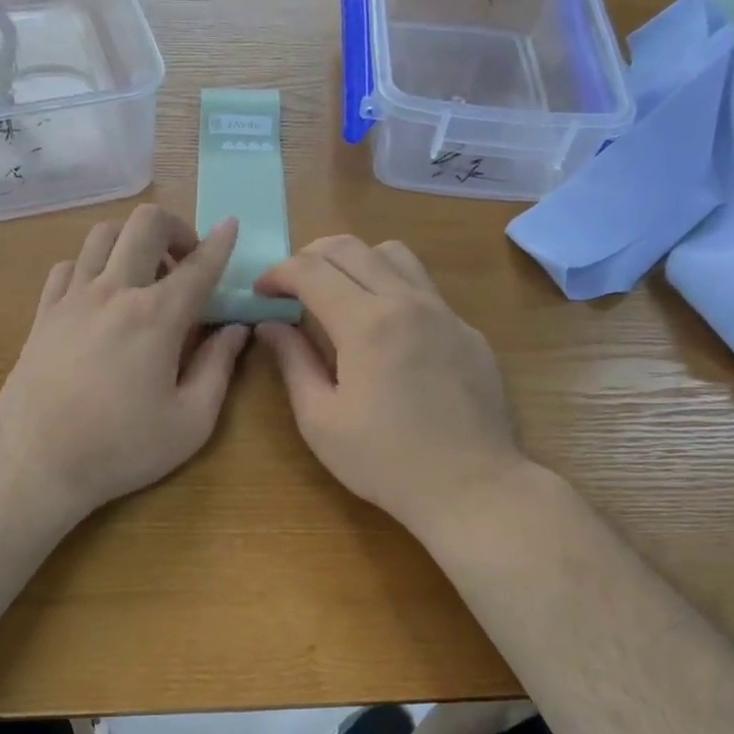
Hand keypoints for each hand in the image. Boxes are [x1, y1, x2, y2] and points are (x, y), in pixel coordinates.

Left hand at [0, 205, 248, 519]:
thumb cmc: (121, 448)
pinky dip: (91, 266)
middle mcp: (114, 292)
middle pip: (145, 224)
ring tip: (143, 275)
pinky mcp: (44, 313)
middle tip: (184, 262)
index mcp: (156, 317)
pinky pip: (67, 265)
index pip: (198, 266)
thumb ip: (218, 368)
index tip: (231, 225)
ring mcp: (72, 298)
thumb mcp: (190, 421)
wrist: (36, 463)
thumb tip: (235, 330)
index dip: (220, 243)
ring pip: (102, 235)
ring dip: (131, 242)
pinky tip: (100, 295)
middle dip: (175, 228)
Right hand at [254, 235, 532, 539]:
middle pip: (351, 247)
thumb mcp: (320, 420)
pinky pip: (424, 288)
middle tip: (290, 285)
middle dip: (310, 255)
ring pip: (394, 255)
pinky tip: (384, 331)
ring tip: (338, 294)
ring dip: (356, 261)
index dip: (278, 273)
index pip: (311, 270)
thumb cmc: (384, 461)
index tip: (261, 292)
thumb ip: (293, 362)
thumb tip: (270, 325)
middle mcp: (407, 301)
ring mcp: (445, 313)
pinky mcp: (468, 331)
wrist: (471, 487)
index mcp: (366, 323)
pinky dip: (391, 288)